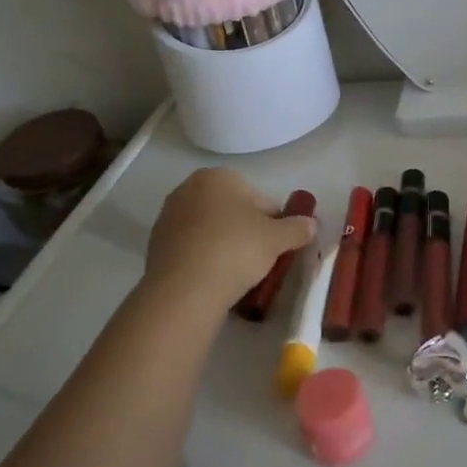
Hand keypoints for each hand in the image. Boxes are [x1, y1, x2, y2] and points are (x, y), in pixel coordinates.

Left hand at [145, 169, 316, 311]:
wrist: (184, 290)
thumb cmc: (235, 250)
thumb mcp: (278, 239)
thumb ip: (298, 228)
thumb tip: (311, 224)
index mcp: (218, 176)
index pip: (259, 198)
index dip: (274, 222)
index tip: (279, 245)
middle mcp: (189, 189)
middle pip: (232, 211)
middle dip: (247, 230)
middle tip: (261, 258)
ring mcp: (168, 217)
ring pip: (211, 229)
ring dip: (226, 244)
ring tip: (238, 273)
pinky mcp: (155, 245)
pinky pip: (192, 248)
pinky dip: (205, 258)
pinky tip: (215, 279)